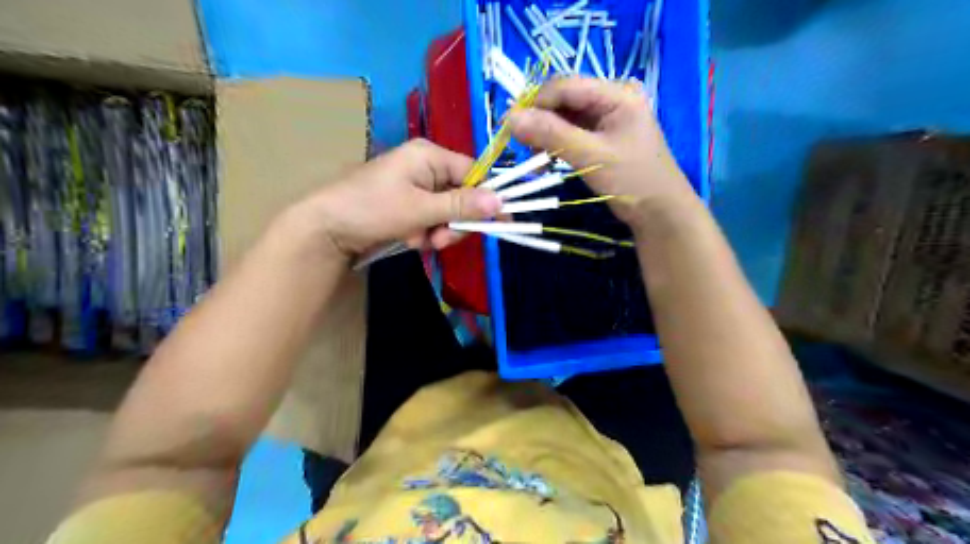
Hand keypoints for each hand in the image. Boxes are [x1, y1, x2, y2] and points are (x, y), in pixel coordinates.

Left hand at [286, 140, 500, 259]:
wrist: (325, 228)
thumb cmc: (372, 209)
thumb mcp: (420, 209)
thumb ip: (461, 206)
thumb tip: (501, 202)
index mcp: (429, 155)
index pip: (474, 172)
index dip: (488, 198)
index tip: (500, 222)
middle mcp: (425, 166)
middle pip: (462, 195)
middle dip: (454, 222)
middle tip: (441, 240)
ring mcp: (416, 186)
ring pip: (447, 212)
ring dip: (438, 231)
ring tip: (419, 241)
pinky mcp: (407, 204)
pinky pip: (431, 219)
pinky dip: (425, 233)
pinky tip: (409, 239)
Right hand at [508, 76, 696, 224]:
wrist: (660, 213)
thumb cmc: (633, 182)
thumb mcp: (591, 157)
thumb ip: (551, 135)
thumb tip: (509, 118)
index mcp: (617, 93)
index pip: (565, 86)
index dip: (534, 103)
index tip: (508, 127)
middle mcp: (611, 97)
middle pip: (563, 100)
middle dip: (539, 122)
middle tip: (521, 148)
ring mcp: (607, 116)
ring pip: (563, 117)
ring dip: (545, 136)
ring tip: (535, 161)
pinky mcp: (601, 135)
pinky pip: (570, 131)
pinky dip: (555, 145)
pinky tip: (546, 162)